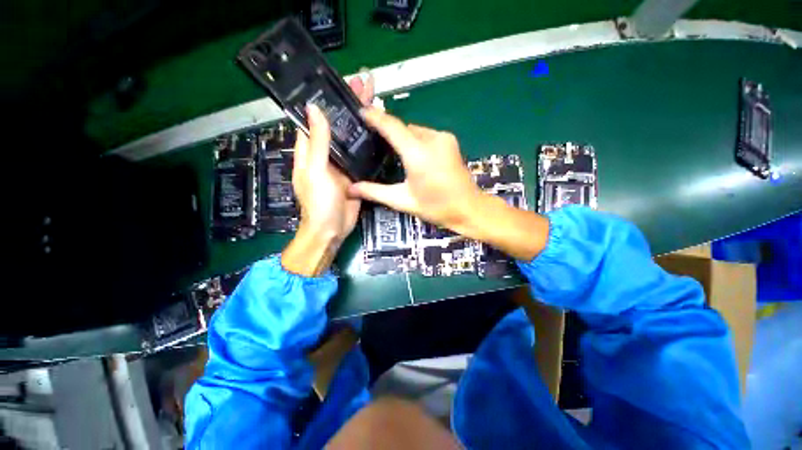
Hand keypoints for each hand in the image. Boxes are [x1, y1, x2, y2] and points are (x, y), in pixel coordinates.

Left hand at [282, 74, 373, 275]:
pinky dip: (369, 143)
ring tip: (376, 102)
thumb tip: (315, 109)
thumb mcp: (316, 171)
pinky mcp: (355, 173)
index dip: (329, 100)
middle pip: (338, 124)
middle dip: (350, 106)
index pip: (317, 118)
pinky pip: (361, 154)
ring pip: (351, 138)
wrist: (332, 229)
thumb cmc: (318, 203)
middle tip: (366, 86)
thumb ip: (317, 143)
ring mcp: (342, 163)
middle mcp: (326, 152)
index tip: (343, 84)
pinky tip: (380, 133)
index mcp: (310, 149)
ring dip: (362, 121)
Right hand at [348, 109, 483, 232]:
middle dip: (390, 134)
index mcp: (418, 154)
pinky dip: (417, 141)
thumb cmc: (436, 207)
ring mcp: (444, 137)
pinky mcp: (450, 140)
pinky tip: (415, 157)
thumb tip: (350, 189)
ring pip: (415, 131)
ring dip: (404, 139)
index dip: (374, 116)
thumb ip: (375, 192)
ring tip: (397, 156)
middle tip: (376, 146)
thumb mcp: (403, 201)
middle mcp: (432, 139)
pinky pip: (426, 135)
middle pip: (403, 128)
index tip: (360, 112)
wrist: (468, 208)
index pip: (391, 126)